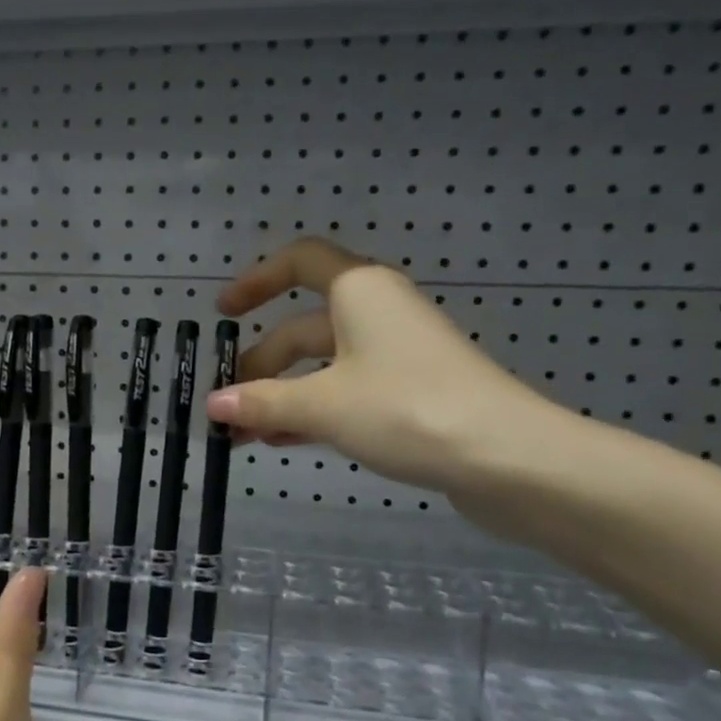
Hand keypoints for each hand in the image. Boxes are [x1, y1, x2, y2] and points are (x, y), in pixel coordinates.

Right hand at [203, 237, 567, 496]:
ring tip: (245, 434)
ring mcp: (396, 355)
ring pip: (323, 367)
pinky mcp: (410, 393)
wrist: (507, 458)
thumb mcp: (323, 404)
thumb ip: (264, 402)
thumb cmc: (407, 408)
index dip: (257, 280)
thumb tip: (214, 405)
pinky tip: (284, 442)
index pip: (299, 261)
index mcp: (360, 291)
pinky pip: (346, 392)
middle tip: (226, 406)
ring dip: (281, 396)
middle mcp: (378, 313)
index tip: (223, 312)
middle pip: (303, 327)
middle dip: (261, 365)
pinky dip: (313, 412)